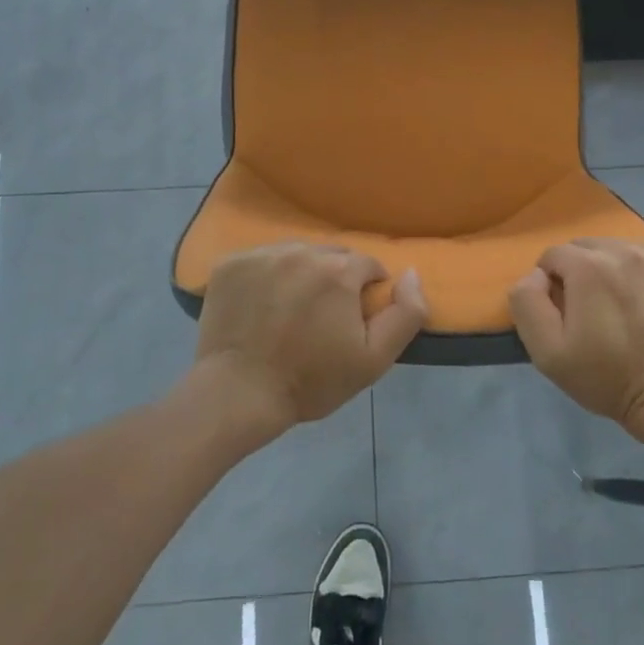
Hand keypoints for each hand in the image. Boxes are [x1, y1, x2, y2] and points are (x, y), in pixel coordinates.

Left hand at [195, 243, 426, 433]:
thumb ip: (406, 314)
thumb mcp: (374, 359)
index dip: (366, 292)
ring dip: (301, 274)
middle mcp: (302, 251)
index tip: (352, 321)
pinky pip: (261, 260)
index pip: (367, 265)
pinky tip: (261, 306)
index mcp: (339, 270)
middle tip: (322, 318)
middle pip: (331, 256)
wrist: (239, 393)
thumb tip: (412, 273)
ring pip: (296, 255)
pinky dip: (266, 276)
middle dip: (335, 280)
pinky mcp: (231, 263)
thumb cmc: (311, 380)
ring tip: (290, 311)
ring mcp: (263, 254)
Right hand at [509, 238, 643, 428]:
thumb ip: (527, 303)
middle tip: (591, 310)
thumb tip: (535, 274)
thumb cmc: (606, 378)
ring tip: (621, 307)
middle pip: (587, 247)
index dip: (551, 283)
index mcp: (588, 266)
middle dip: (580, 271)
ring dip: (613, 270)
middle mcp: (625, 251)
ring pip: (620, 249)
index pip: (553, 255)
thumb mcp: (547, 352)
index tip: (564, 313)